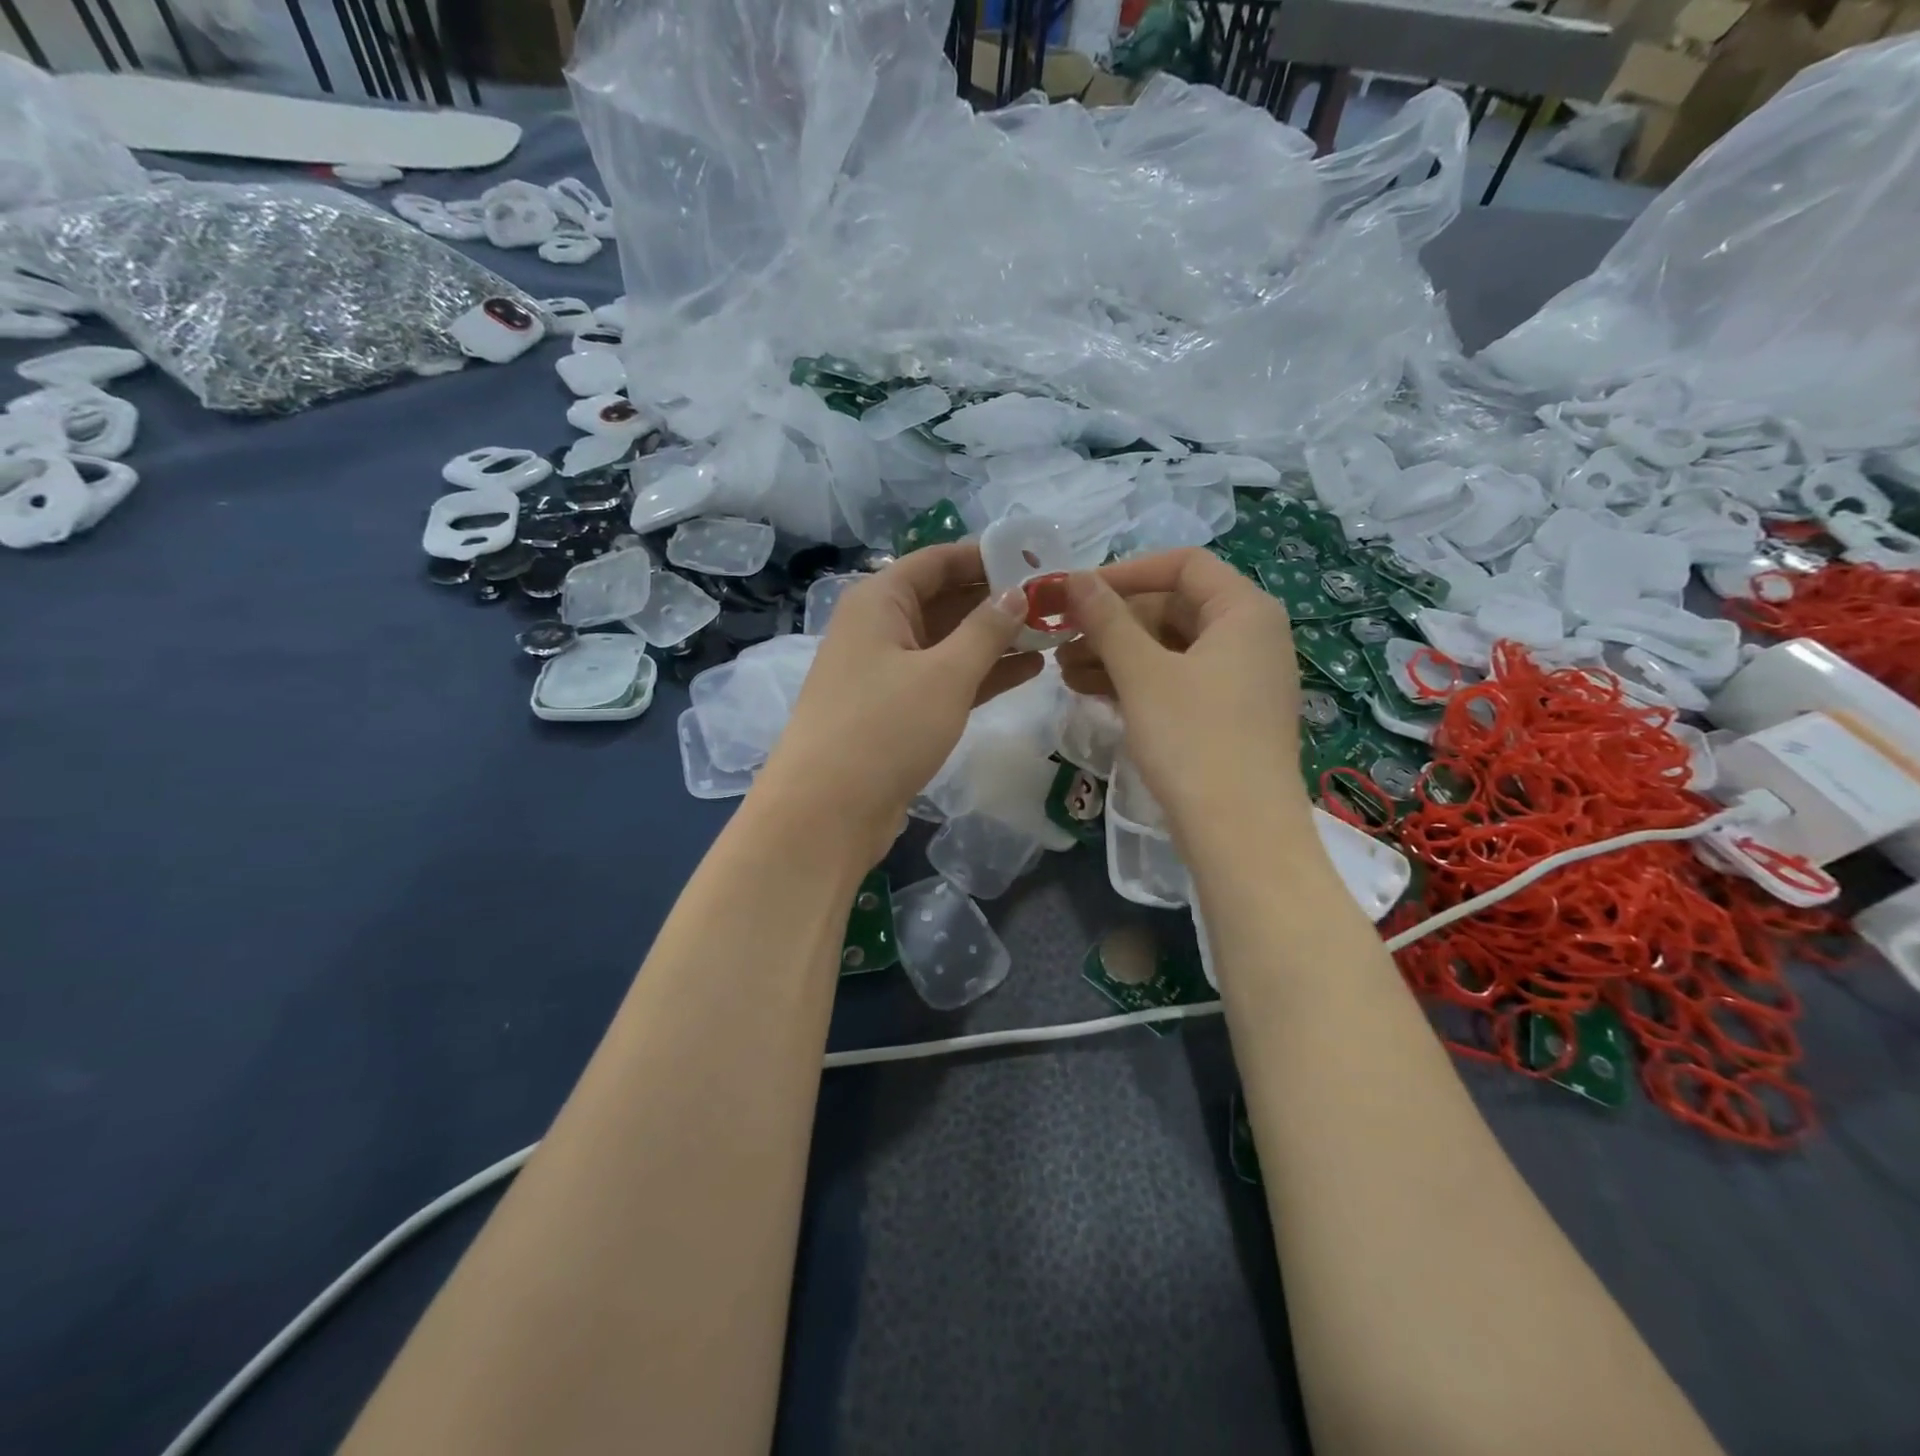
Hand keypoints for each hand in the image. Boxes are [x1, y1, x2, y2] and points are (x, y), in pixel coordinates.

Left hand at [757, 543, 1040, 863]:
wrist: (827, 812)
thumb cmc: (885, 729)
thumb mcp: (944, 674)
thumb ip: (986, 630)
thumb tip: (1017, 593)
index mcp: (879, 601)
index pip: (937, 561)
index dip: (986, 556)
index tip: (1037, 559)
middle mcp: (880, 628)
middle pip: (945, 599)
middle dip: (997, 599)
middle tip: (1055, 600)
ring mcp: (887, 672)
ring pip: (949, 643)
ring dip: (996, 639)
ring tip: (1053, 633)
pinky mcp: (897, 712)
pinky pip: (945, 679)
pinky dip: (982, 674)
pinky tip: (1029, 671)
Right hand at [1057, 548, 1308, 843]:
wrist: (1241, 835)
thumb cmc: (1194, 740)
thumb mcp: (1142, 674)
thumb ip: (1107, 620)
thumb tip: (1074, 576)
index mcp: (1244, 611)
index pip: (1183, 564)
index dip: (1126, 571)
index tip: (1078, 592)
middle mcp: (1251, 635)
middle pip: (1174, 607)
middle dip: (1113, 622)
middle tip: (1061, 639)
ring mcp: (1242, 678)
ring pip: (1170, 648)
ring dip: (1116, 654)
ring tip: (1064, 672)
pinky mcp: (1229, 714)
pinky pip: (1177, 680)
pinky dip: (1136, 682)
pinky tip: (1091, 693)